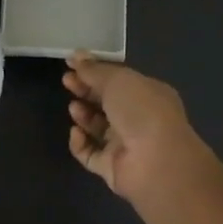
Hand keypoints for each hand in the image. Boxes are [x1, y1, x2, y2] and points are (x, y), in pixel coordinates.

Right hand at [63, 53, 213, 205]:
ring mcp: (126, 145)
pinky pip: (90, 154)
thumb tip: (76, 55)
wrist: (156, 162)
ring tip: (74, 107)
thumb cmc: (141, 111)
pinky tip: (76, 133)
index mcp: (148, 94)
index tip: (71, 64)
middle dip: (86, 90)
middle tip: (66, 81)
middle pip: (107, 102)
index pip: (118, 80)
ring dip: (84, 115)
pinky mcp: (112, 168)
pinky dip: (80, 143)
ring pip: (98, 128)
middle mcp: (139, 119)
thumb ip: (94, 69)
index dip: (95, 71)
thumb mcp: (117, 80)